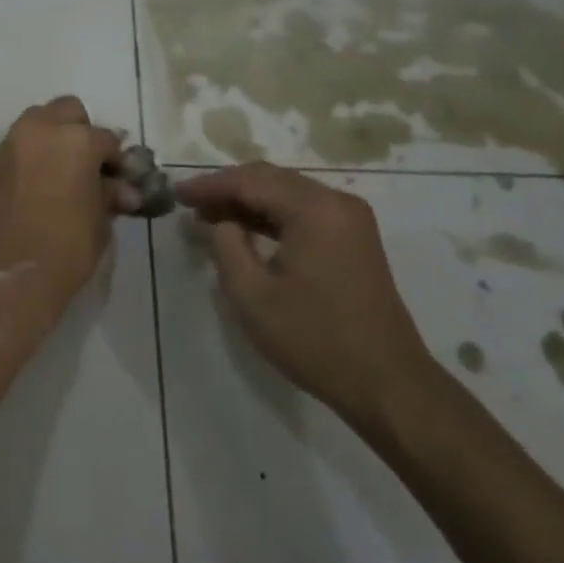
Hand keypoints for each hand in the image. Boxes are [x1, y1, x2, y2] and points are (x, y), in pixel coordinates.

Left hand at [0, 97, 130, 310]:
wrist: (10, 275)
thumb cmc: (67, 248)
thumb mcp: (99, 220)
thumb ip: (109, 195)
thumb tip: (123, 190)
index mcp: (76, 140)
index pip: (106, 139)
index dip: (115, 160)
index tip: (118, 179)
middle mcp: (40, 132)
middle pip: (66, 111)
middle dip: (79, 131)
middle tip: (86, 164)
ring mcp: (9, 146)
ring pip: (34, 125)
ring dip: (50, 140)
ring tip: (59, 174)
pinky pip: (14, 152)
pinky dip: (27, 161)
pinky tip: (33, 190)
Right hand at [177, 163, 438, 438]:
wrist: (386, 382)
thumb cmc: (314, 339)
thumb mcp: (252, 294)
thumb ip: (226, 245)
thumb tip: (222, 220)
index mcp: (315, 209)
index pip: (251, 181)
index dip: (210, 185)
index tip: (177, 193)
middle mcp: (337, 202)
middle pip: (271, 179)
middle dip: (228, 188)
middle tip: (190, 203)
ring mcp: (350, 219)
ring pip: (288, 193)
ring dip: (249, 202)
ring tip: (210, 215)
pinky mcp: (354, 238)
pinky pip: (304, 212)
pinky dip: (272, 216)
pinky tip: (245, 229)